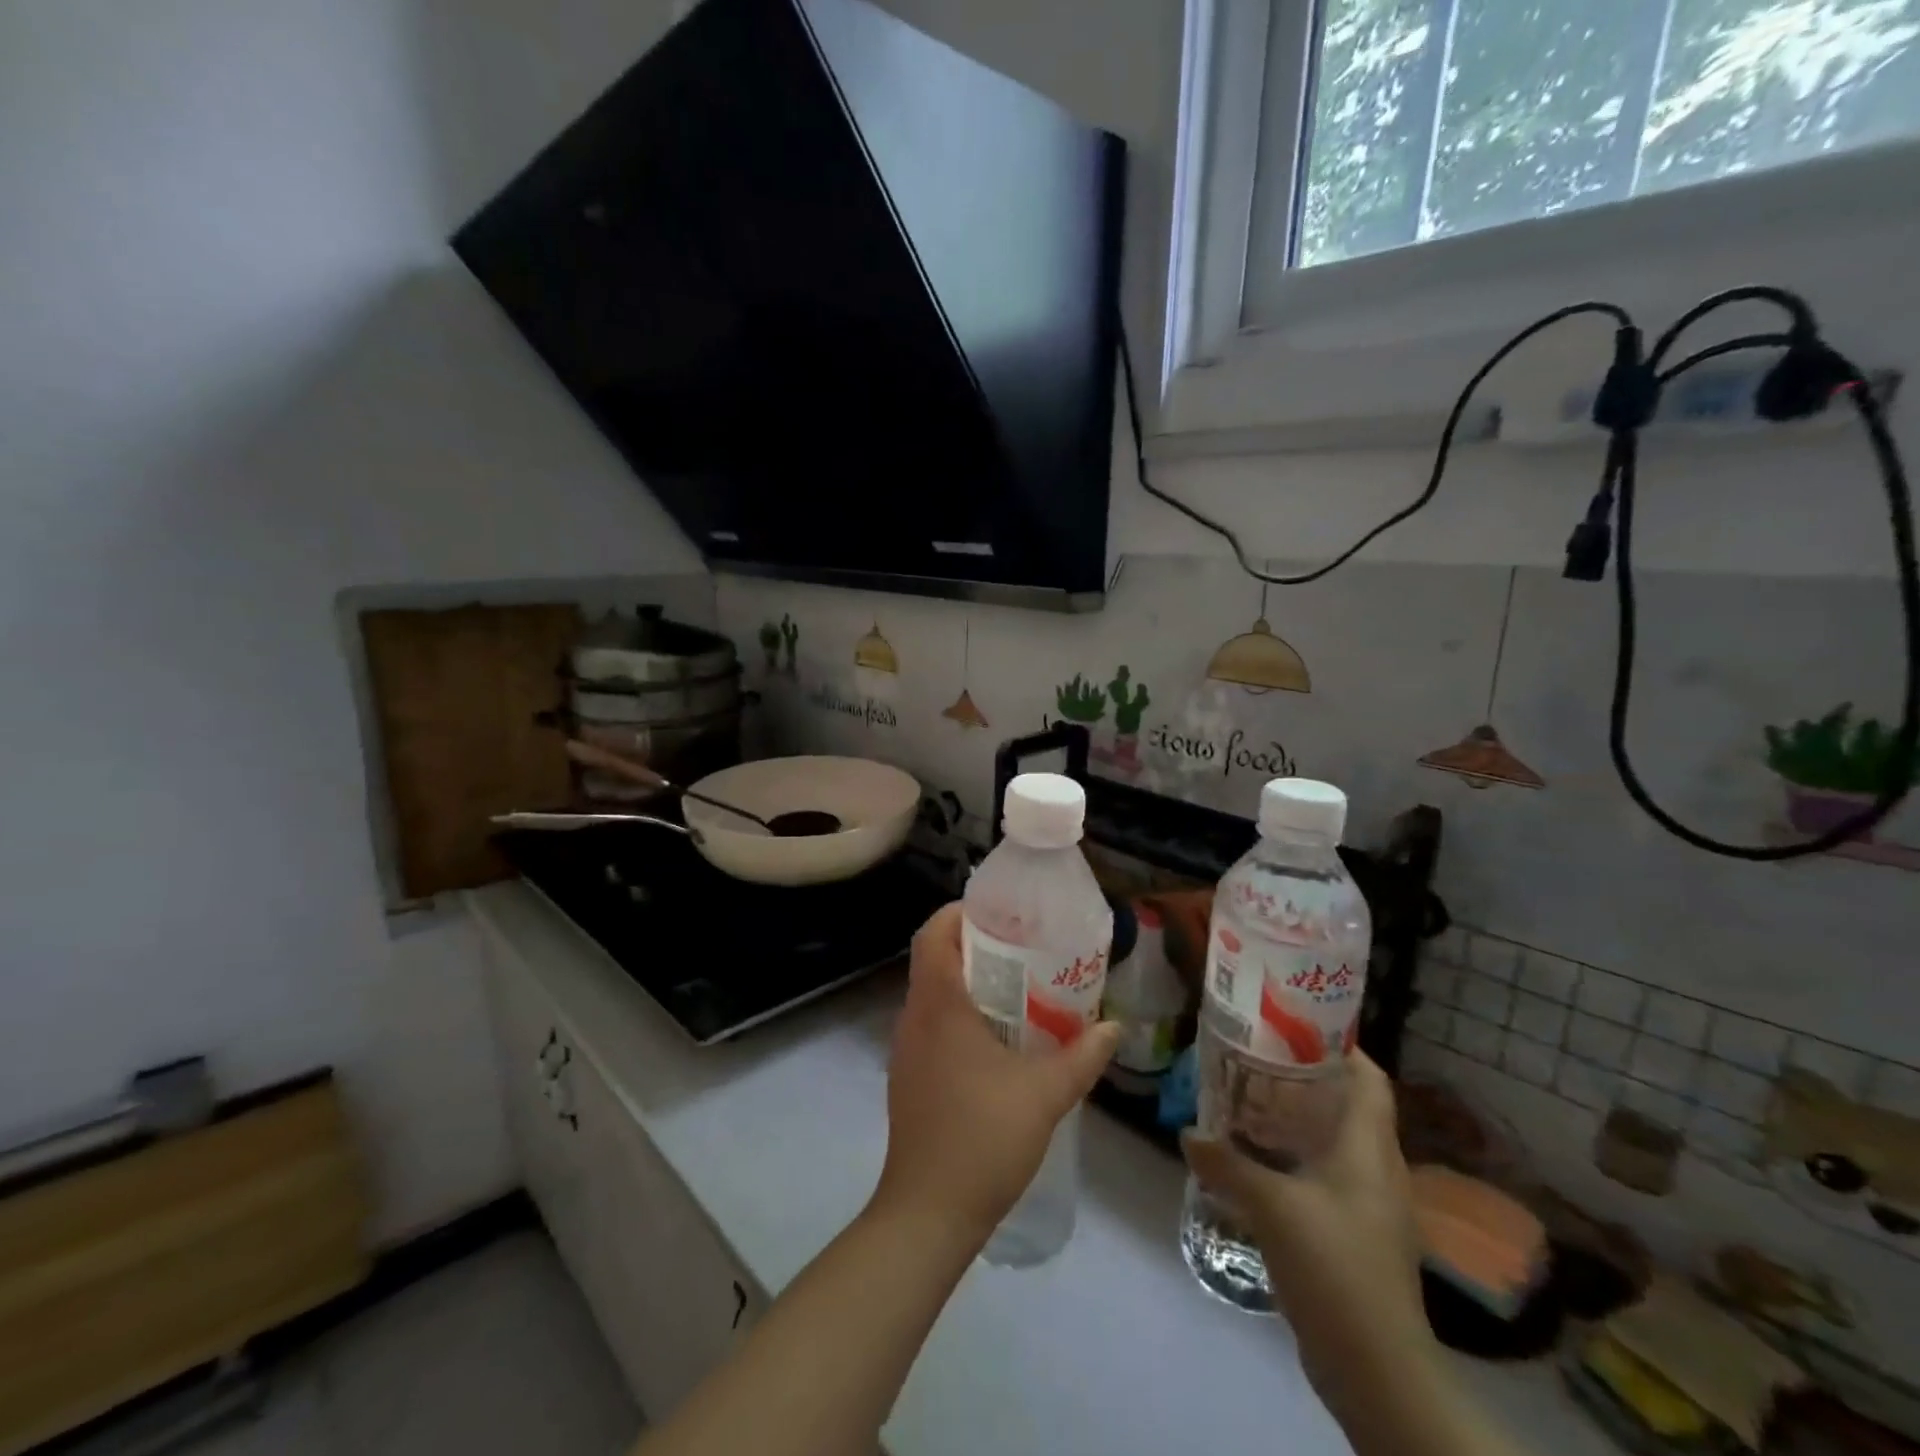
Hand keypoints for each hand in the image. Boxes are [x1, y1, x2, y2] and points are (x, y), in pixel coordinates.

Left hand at [873, 904, 1120, 1247]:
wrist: (927, 1212)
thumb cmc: (982, 1139)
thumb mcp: (1044, 1094)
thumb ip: (1082, 1057)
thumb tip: (1114, 1028)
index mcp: (938, 1005)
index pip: (933, 934)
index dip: (959, 912)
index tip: (998, 913)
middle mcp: (914, 1017)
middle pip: (934, 958)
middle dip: (974, 944)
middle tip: (1022, 947)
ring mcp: (906, 1049)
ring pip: (933, 993)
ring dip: (968, 981)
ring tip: (1017, 988)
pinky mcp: (909, 1076)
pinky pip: (932, 1024)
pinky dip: (959, 1014)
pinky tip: (997, 1040)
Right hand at [1182, 1052, 1434, 1413]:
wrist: (1377, 1369)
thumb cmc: (1334, 1265)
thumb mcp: (1271, 1207)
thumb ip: (1226, 1164)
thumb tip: (1188, 1134)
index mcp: (1370, 1147)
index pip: (1369, 1077)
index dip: (1340, 1045)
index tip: (1293, 1024)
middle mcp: (1377, 1168)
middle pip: (1348, 1104)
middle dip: (1305, 1078)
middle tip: (1255, 1058)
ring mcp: (1369, 1205)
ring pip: (1335, 1142)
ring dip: (1297, 1120)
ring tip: (1248, 1102)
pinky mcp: (1356, 1235)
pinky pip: (1326, 1177)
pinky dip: (1295, 1159)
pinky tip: (1258, 1163)